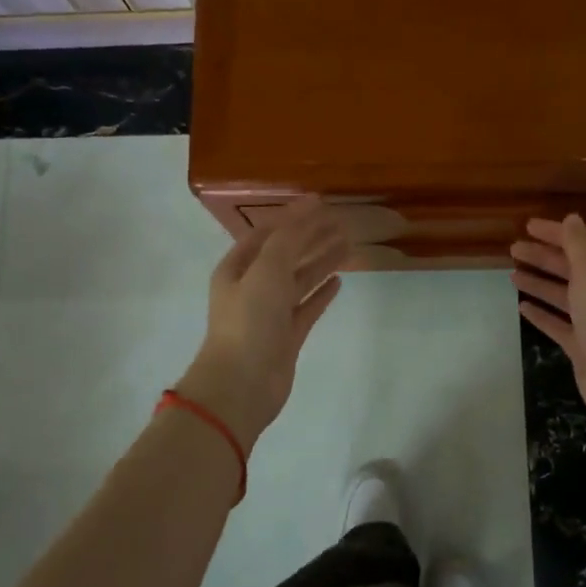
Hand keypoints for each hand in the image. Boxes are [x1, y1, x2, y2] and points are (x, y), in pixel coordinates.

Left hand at [178, 200, 347, 448]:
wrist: (242, 383)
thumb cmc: (250, 321)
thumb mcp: (267, 270)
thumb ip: (289, 239)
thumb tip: (309, 209)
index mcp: (237, 268)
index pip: (268, 233)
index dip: (293, 217)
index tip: (322, 203)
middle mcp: (252, 287)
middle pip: (286, 254)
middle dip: (311, 237)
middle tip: (341, 222)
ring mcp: (270, 313)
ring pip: (299, 280)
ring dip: (321, 261)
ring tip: (347, 245)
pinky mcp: (287, 336)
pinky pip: (307, 307)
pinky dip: (321, 293)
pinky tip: (339, 281)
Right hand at [511, 215, 585, 444]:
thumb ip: (578, 243)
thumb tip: (572, 218)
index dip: (559, 233)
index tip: (528, 226)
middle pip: (573, 268)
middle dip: (544, 257)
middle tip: (514, 249)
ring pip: (564, 296)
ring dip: (540, 283)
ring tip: (512, 274)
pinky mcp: (583, 346)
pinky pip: (559, 325)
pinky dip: (541, 314)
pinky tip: (521, 307)